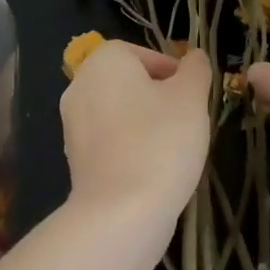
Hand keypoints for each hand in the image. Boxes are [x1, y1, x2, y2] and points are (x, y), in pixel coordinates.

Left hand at [61, 41, 210, 225]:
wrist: (120, 214)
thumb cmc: (159, 142)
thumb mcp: (191, 97)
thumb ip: (195, 69)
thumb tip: (194, 57)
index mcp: (104, 61)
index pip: (145, 54)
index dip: (174, 73)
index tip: (193, 97)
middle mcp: (81, 85)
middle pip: (132, 83)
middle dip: (161, 99)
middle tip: (188, 121)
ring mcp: (73, 124)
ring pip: (122, 113)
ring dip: (147, 125)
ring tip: (174, 149)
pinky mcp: (74, 160)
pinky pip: (111, 142)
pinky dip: (132, 149)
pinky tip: (153, 170)